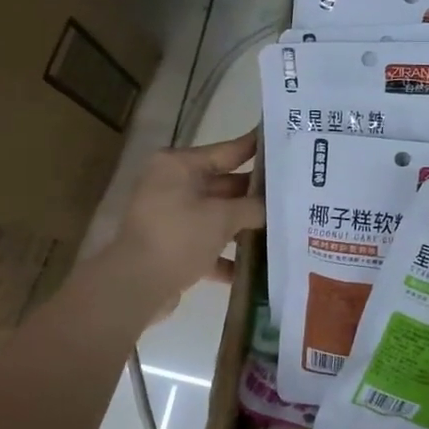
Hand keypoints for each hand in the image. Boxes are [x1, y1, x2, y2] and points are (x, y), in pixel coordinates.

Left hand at [104, 132, 266, 318]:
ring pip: (216, 216)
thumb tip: (274, 206)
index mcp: (179, 166)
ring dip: (244, 226)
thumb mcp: (223, 218)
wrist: (135, 286)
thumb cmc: (179, 237)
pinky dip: (227, 255)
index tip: (284, 142)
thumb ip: (253, 207)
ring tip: (283, 229)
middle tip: (293, 193)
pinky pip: (206, 244)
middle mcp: (172, 185)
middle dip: (256, 194)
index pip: (227, 150)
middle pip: (224, 184)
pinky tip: (256, 268)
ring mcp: (170, 217)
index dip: (256, 148)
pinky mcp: (171, 246)